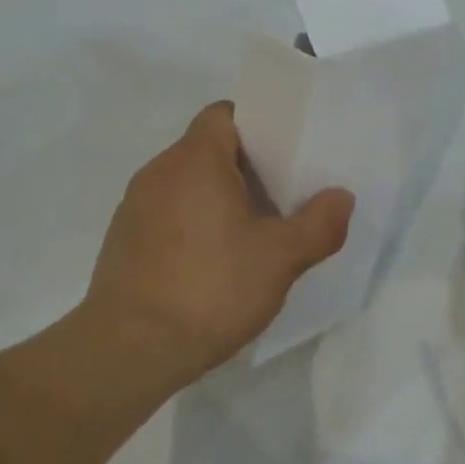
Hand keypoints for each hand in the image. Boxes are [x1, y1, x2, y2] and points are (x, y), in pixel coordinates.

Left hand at [83, 101, 353, 388]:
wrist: (129, 349)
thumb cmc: (210, 288)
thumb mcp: (280, 259)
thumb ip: (319, 224)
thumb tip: (341, 197)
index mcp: (195, 159)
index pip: (225, 114)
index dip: (257, 128)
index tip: (284, 157)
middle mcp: (159, 171)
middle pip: (208, 149)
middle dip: (246, 169)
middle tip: (281, 199)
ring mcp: (135, 206)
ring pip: (186, 184)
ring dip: (218, 200)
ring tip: (250, 235)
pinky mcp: (123, 240)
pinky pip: (166, 214)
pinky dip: (192, 225)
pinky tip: (212, 265)